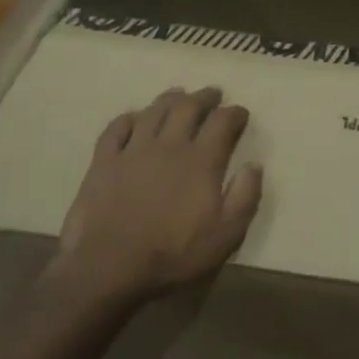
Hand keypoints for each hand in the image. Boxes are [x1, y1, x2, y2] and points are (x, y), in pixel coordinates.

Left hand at [56, 86, 262, 303]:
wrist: (111, 265)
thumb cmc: (174, 253)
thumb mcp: (226, 234)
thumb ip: (245, 196)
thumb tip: (254, 165)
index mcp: (201, 160)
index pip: (222, 123)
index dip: (234, 113)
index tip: (241, 112)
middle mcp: (169, 145)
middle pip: (188, 108)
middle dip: (204, 97)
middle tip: (212, 93)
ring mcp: (133, 150)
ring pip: (153, 111)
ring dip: (169, 99)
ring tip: (178, 95)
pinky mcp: (104, 161)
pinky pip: (116, 129)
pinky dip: (128, 118)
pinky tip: (133, 117)